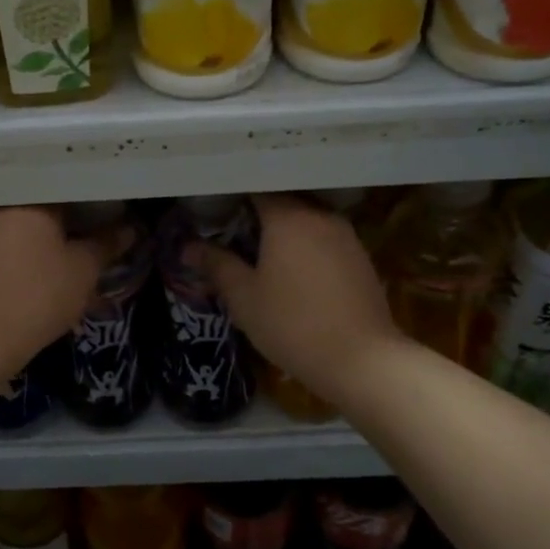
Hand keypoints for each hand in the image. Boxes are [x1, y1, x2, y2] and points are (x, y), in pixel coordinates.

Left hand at [0, 206, 124, 374]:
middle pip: (38, 211)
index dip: (89, 207)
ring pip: (16, 232)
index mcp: (29, 200)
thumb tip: (131, 228)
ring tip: (58, 267)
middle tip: (85, 247)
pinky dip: (14, 261)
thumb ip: (106, 245)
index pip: (66, 191)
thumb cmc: (37, 296)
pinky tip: (27, 281)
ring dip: (36, 245)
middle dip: (62, 228)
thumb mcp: (83, 271)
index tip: (106, 223)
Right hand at [191, 194, 400, 401]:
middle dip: (259, 214)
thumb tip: (188, 247)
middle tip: (234, 235)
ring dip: (286, 231)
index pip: (256, 189)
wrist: (361, 359)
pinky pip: (325, 239)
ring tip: (263, 255)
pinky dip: (307, 246)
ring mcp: (346, 236)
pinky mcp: (361, 258)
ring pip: (307, 220)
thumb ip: (216, 265)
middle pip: (284, 201)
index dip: (233, 197)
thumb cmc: (292, 324)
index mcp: (288, 217)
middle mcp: (320, 216)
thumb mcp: (244, 297)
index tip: (216, 214)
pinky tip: (296, 272)